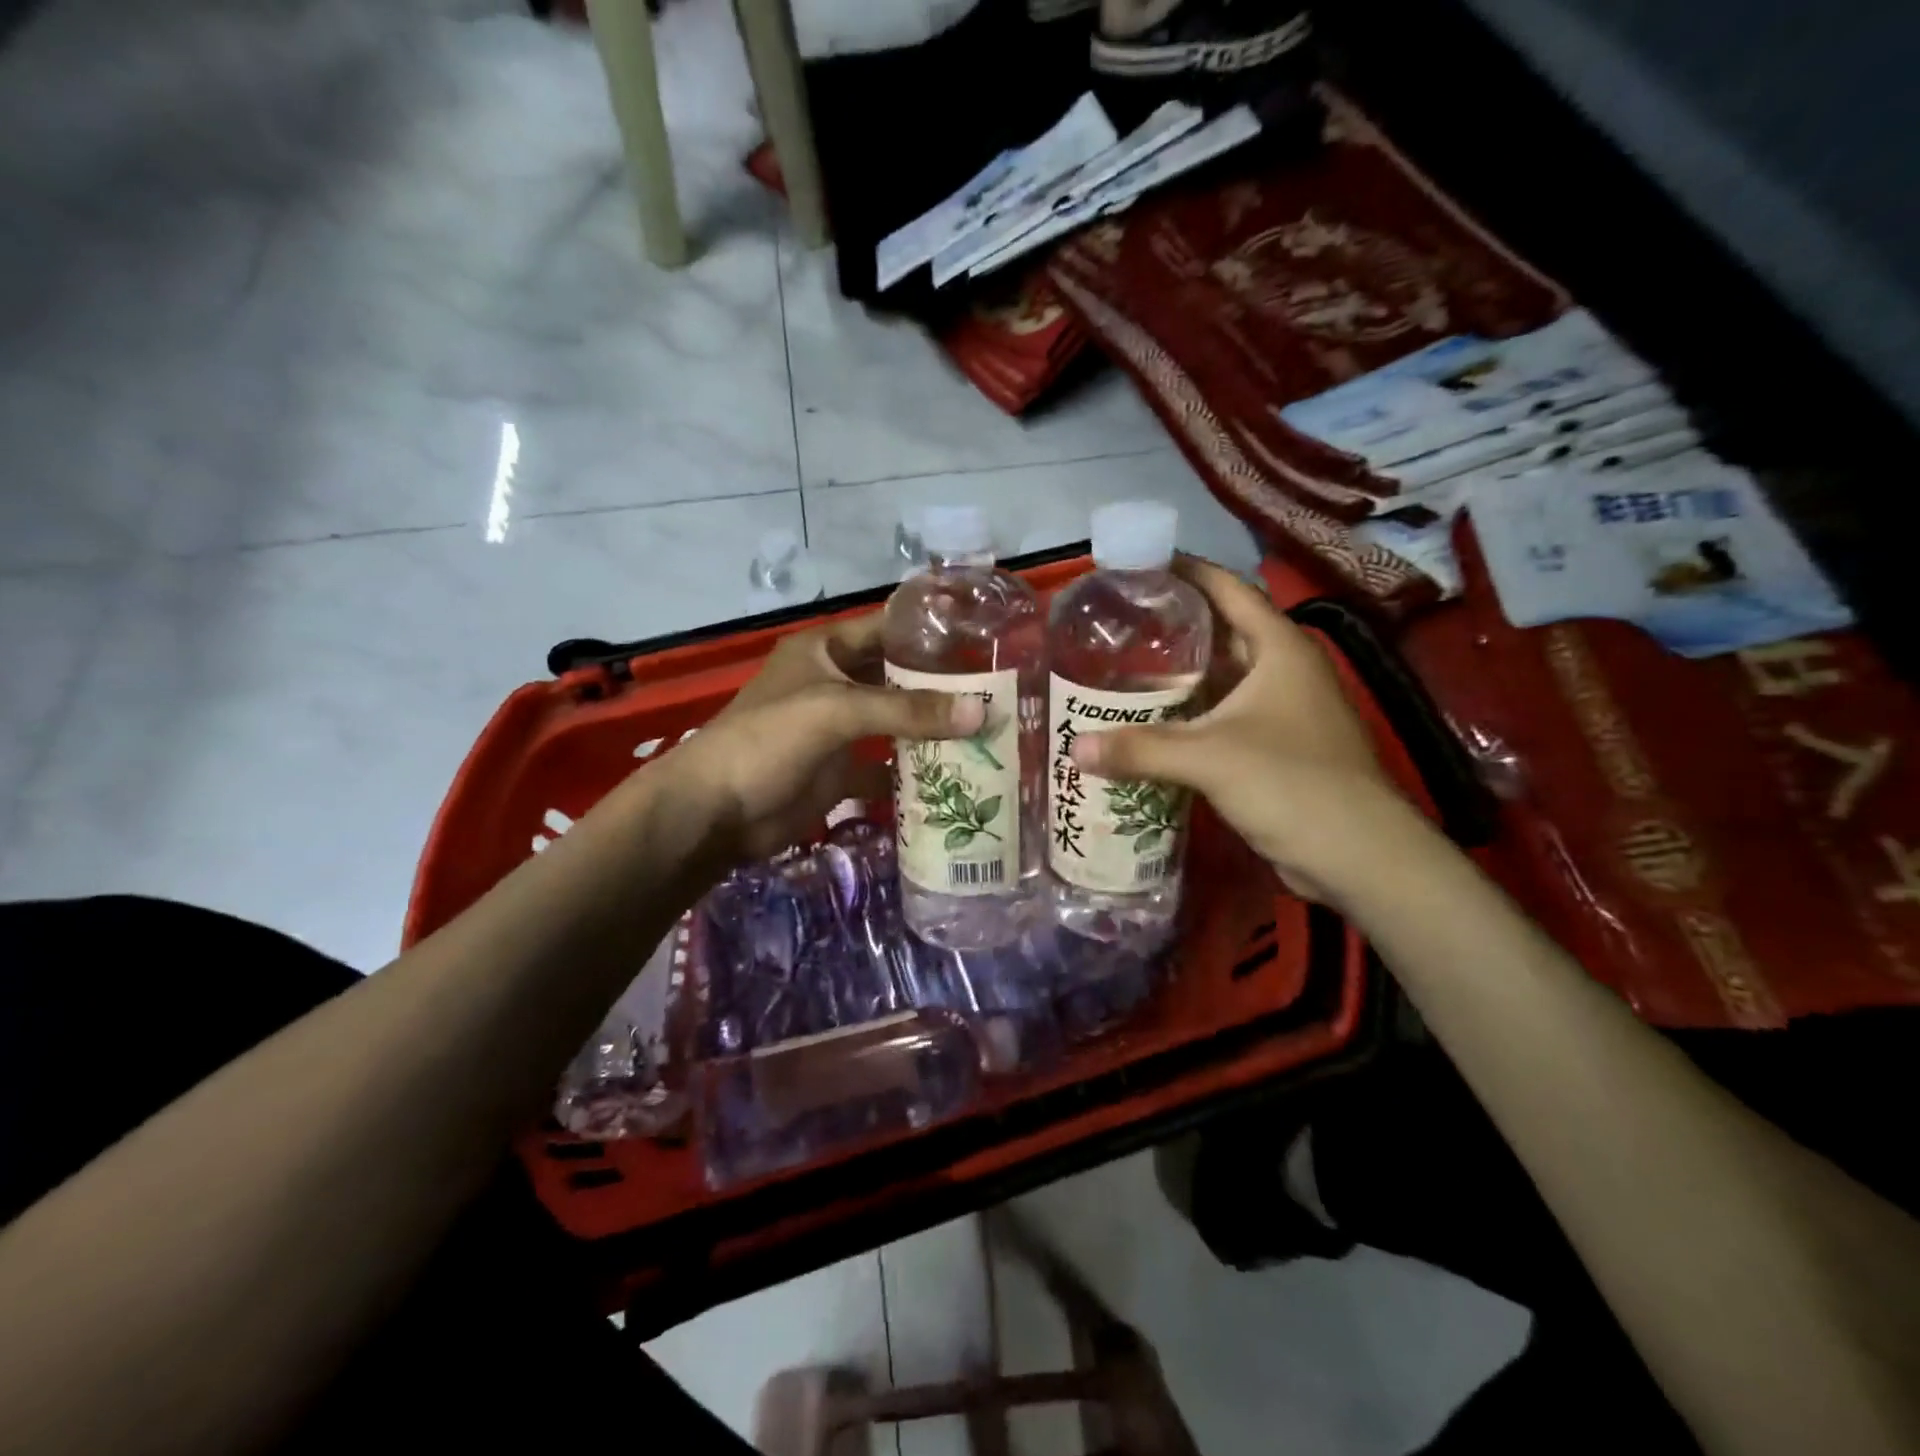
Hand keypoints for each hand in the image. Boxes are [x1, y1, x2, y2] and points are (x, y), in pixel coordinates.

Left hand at [669, 613, 982, 862]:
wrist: (717, 811)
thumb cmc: (769, 740)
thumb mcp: (837, 711)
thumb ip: (907, 709)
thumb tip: (980, 711)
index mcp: (826, 650)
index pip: (887, 628)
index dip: (929, 631)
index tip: (983, 638)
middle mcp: (835, 683)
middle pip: (897, 677)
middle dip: (941, 686)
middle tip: (999, 693)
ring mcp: (838, 729)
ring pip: (895, 722)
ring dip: (932, 729)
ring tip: (990, 730)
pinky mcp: (841, 771)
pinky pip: (886, 764)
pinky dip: (914, 770)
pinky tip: (958, 774)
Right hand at [1070, 556, 1420, 903]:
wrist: (1356, 856)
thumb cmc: (1291, 784)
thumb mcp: (1210, 759)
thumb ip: (1140, 749)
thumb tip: (1073, 748)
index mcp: (1280, 649)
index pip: (1230, 590)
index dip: (1188, 572)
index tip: (1141, 563)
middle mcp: (1284, 671)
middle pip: (1223, 632)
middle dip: (1174, 625)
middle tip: (1118, 622)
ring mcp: (1283, 711)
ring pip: (1223, 679)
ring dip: (1180, 675)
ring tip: (1122, 669)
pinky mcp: (1276, 747)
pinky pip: (1223, 717)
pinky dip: (1189, 715)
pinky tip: (1151, 723)